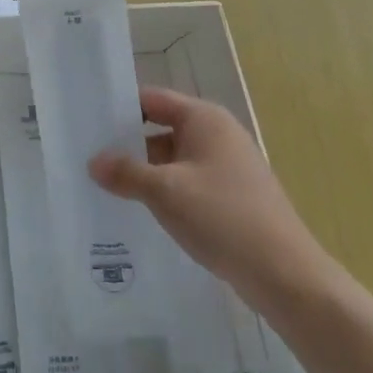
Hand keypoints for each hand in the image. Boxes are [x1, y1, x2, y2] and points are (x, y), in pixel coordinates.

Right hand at [90, 86, 322, 293]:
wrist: (284, 274)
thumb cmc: (223, 217)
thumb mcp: (165, 192)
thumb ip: (126, 173)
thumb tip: (94, 162)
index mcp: (204, 119)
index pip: (152, 99)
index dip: (120, 107)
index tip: (88, 121)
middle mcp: (217, 134)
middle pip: (161, 127)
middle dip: (127, 143)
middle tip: (88, 156)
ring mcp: (227, 165)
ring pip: (173, 158)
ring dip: (144, 171)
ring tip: (106, 185)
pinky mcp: (231, 195)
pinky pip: (187, 182)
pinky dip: (164, 190)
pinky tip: (140, 209)